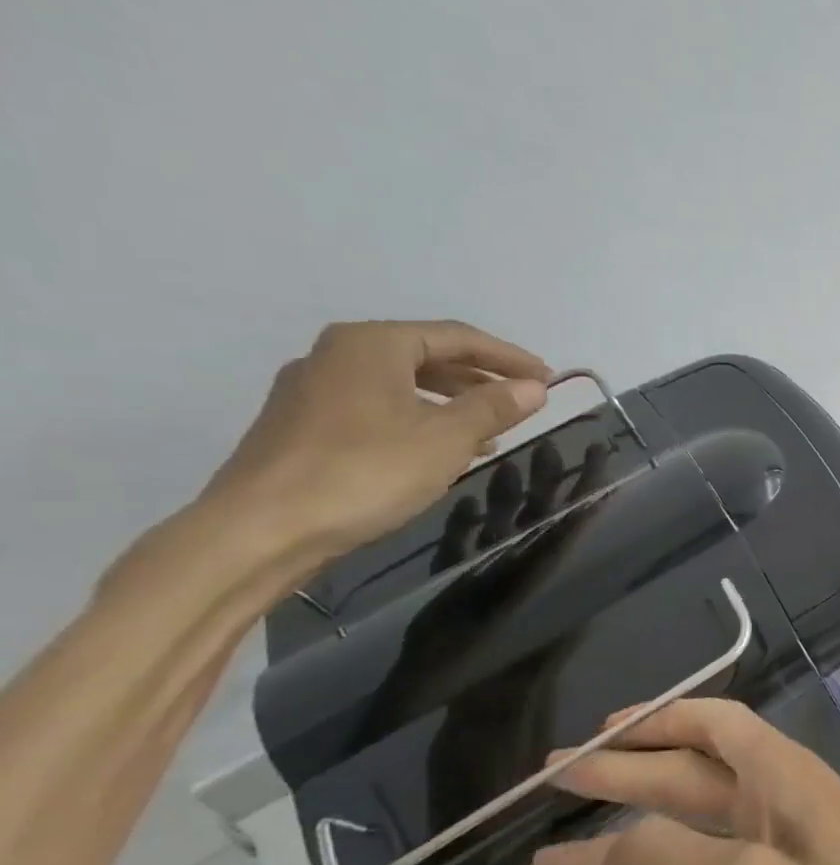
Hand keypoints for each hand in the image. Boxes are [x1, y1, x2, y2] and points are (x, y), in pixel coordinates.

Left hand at [201, 320, 552, 558]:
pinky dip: (419, 420)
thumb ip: (494, 408)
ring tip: (492, 431)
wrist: (264, 527)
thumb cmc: (366, 471)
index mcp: (372, 344)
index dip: (508, 356)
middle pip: (426, 356)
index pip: (457, 337)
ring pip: (401, 385)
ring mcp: (314, 390)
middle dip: (480, 378)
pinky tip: (440, 451)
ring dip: (452, 403)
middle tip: (524, 401)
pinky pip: (378, 408)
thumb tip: (535, 387)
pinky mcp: (304, 426)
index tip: (548, 377)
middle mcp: (337, 355)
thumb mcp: (447, 438)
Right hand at [531, 699, 839, 864]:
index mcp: (783, 780)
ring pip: (688, 844)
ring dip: (622, 851)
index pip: (713, 724)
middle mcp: (780, 810)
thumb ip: (669, 860)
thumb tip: (599, 846)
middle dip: (622, 779)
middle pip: (689, 779)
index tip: (591, 738)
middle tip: (547, 786)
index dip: (653, 721)